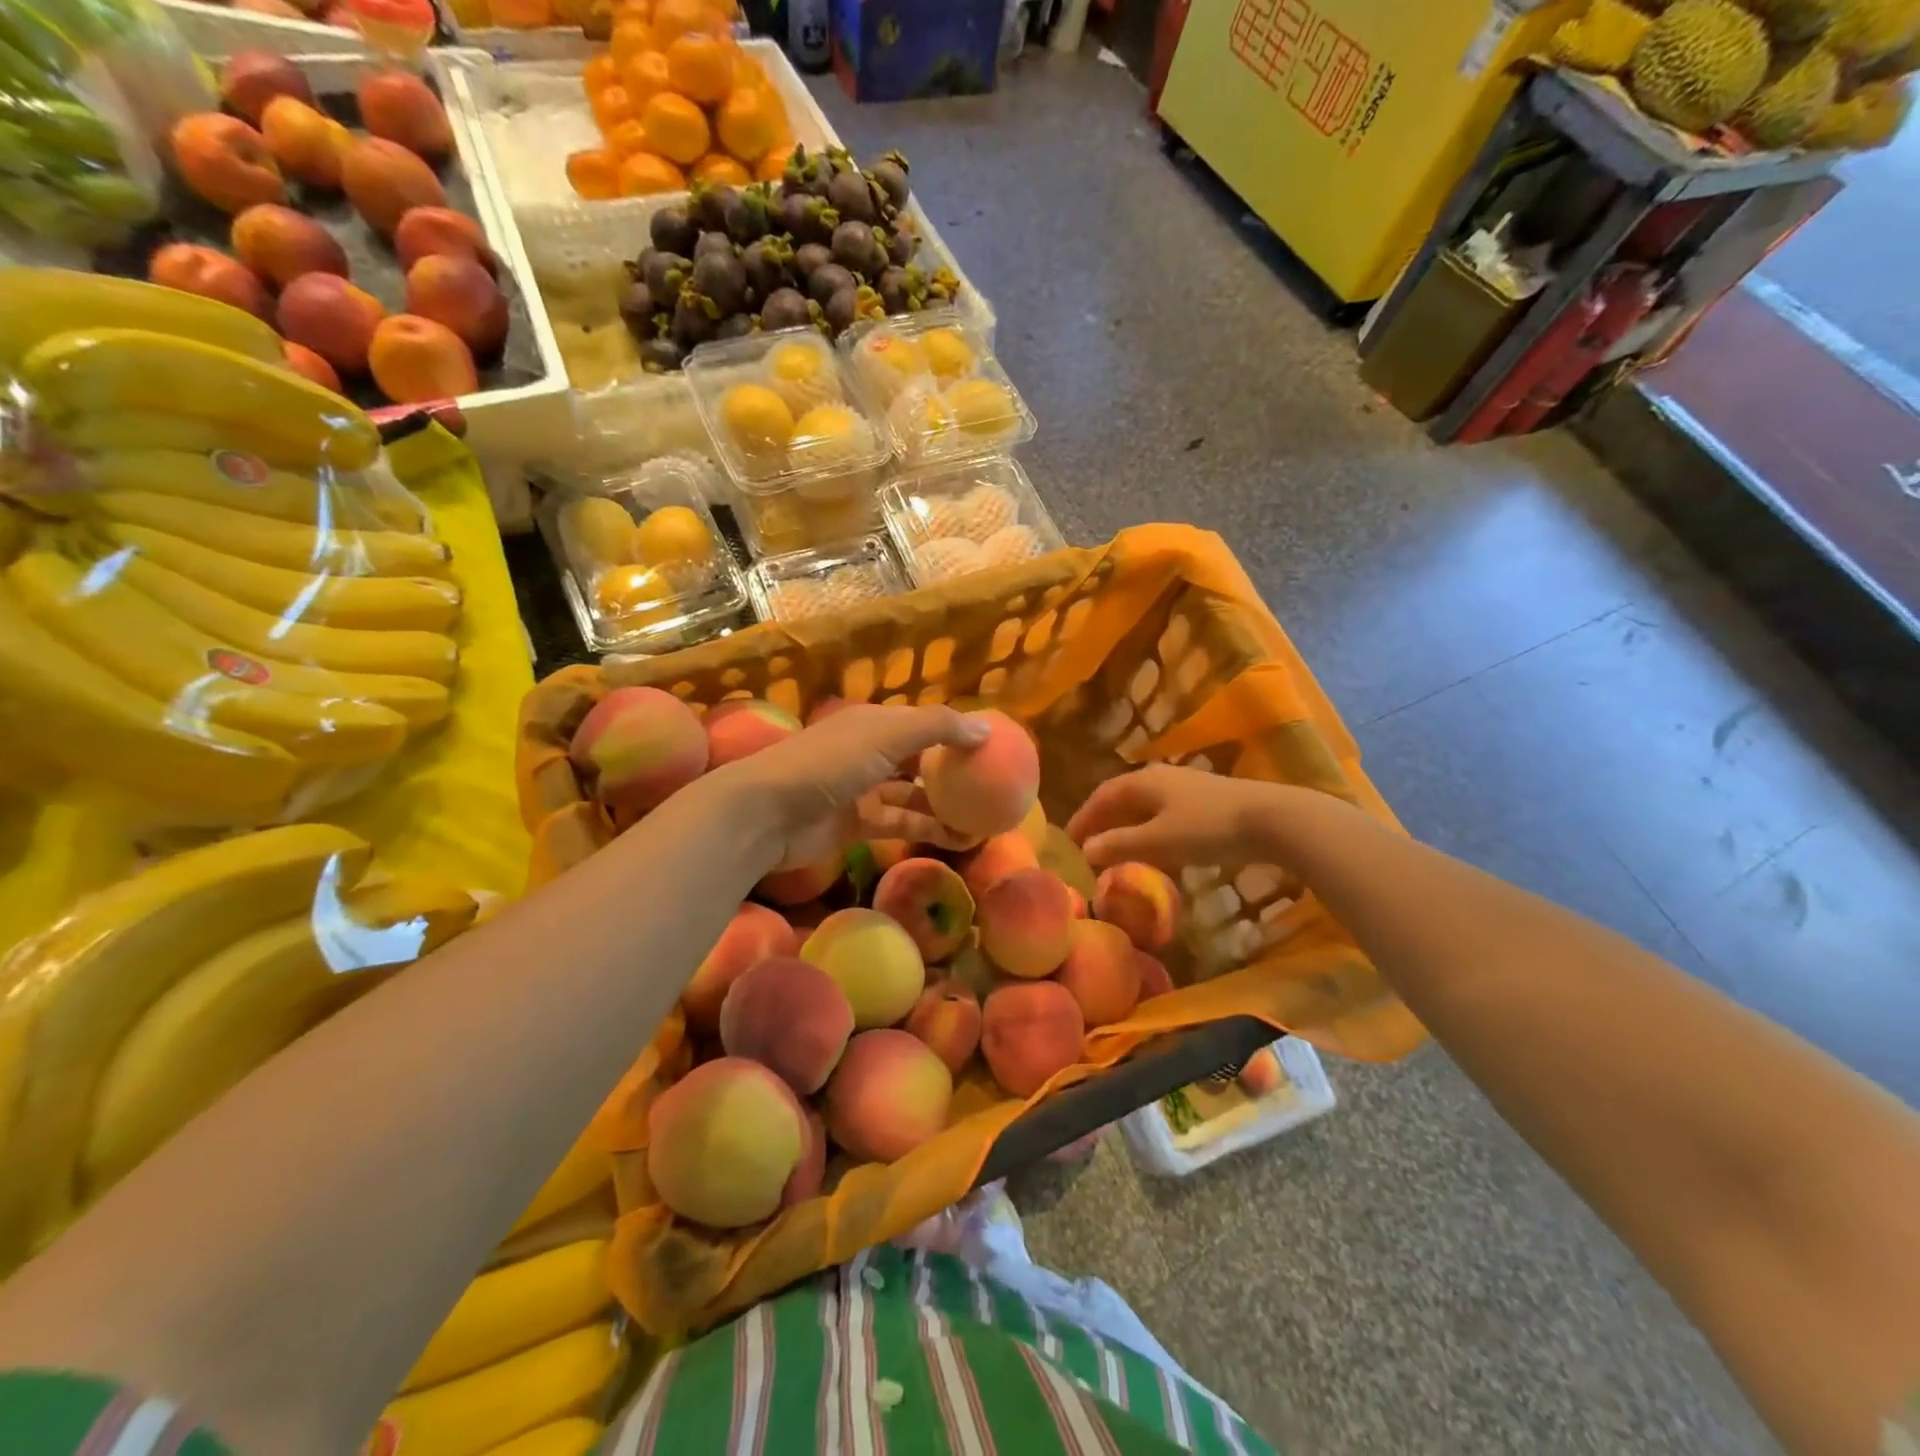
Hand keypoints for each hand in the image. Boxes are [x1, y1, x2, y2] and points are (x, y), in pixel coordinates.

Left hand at [709, 704, 988, 870]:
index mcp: (875, 723)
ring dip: (945, 804)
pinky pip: (901, 822)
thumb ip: (937, 728)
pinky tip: (958, 837)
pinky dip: (927, 828)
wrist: (768, 813)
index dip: (956, 731)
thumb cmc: (829, 763)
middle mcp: (871, 752)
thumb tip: (986, 728)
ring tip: (986, 816)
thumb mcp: (886, 735)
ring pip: (913, 794)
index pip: (925, 722)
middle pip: (920, 759)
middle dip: (953, 771)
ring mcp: (863, 789)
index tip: (992, 746)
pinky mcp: (858, 824)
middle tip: (993, 785)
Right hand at [1068, 765, 1279, 872]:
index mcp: (1143, 782)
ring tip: (1119, 849)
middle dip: (1104, 820)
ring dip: (1128, 825)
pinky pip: (1166, 812)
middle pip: (1123, 797)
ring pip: (1146, 805)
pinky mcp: (1208, 800)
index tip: (1068, 840)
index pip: (1102, 796)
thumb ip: (1120, 844)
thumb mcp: (1159, 841)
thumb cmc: (1208, 828)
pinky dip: (1152, 829)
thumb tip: (1085, 850)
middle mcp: (1161, 777)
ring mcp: (1187, 786)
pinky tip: (1159, 849)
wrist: (1272, 819)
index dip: (1084, 817)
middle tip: (1089, 845)